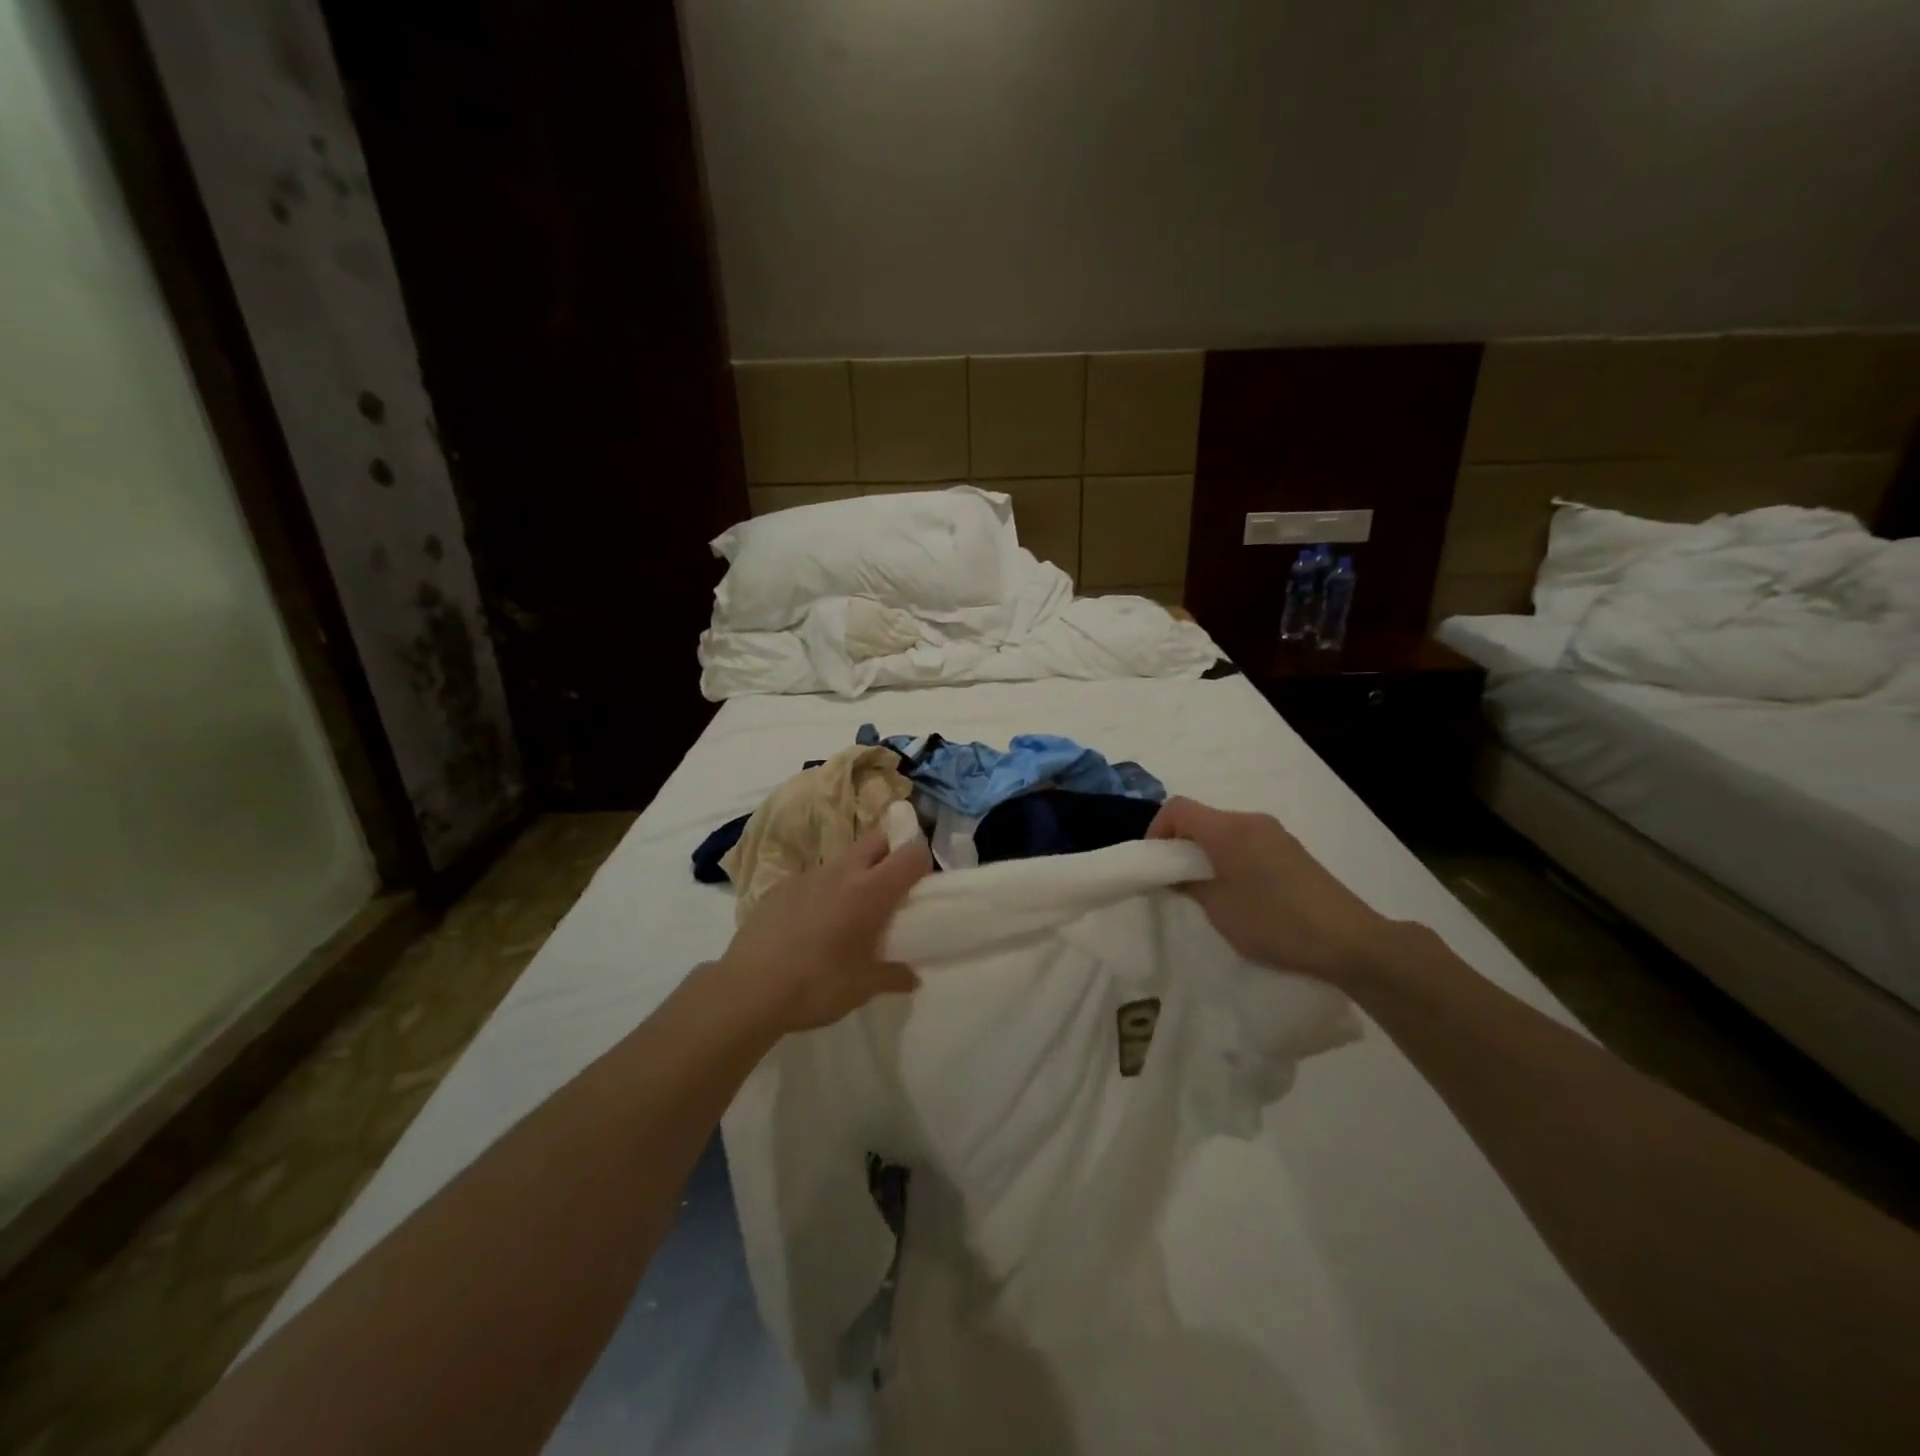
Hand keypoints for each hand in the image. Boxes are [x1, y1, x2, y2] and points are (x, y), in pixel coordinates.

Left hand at [717, 828, 931, 1034]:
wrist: (748, 989)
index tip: (922, 881)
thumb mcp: (862, 988)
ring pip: (843, 858)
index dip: (921, 860)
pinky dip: (822, 891)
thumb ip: (893, 976)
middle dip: (890, 851)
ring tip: (850, 909)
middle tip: (892, 884)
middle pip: (877, 839)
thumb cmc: (816, 986)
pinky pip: (813, 878)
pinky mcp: (781, 886)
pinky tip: (812, 923)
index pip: (911, 854)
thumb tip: (913, 979)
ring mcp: (808, 875)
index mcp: (871, 891)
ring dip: (855, 873)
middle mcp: (843, 872)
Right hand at [1147, 796, 1391, 984]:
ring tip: (1205, 889)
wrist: (1348, 940)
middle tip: (1174, 880)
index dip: (1156, 829)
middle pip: (1202, 818)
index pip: (1178, 808)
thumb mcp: (1219, 909)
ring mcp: (1275, 833)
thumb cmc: (1275, 922)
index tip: (1153, 862)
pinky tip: (1239, 891)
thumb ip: (1189, 885)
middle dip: (1180, 843)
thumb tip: (1174, 874)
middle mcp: (1251, 821)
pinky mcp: (1291, 850)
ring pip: (1224, 831)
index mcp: (1228, 829)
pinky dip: (1230, 857)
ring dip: (1206, 852)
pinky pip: (1247, 841)